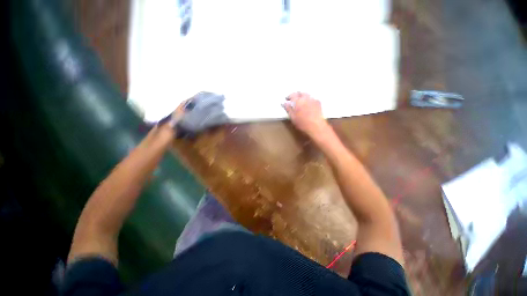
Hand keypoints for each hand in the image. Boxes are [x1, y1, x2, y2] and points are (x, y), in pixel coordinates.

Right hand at [283, 92, 329, 137]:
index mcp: (298, 101)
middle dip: (296, 95)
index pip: (292, 95)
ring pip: (306, 95)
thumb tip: (284, 103)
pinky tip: (308, 104)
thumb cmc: (302, 123)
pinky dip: (308, 99)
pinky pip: (312, 98)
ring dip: (302, 96)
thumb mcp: (292, 117)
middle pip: (300, 93)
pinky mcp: (318, 103)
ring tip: (300, 102)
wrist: (316, 126)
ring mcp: (313, 99)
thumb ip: (288, 109)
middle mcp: (306, 98)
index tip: (286, 99)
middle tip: (293, 99)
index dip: (289, 96)